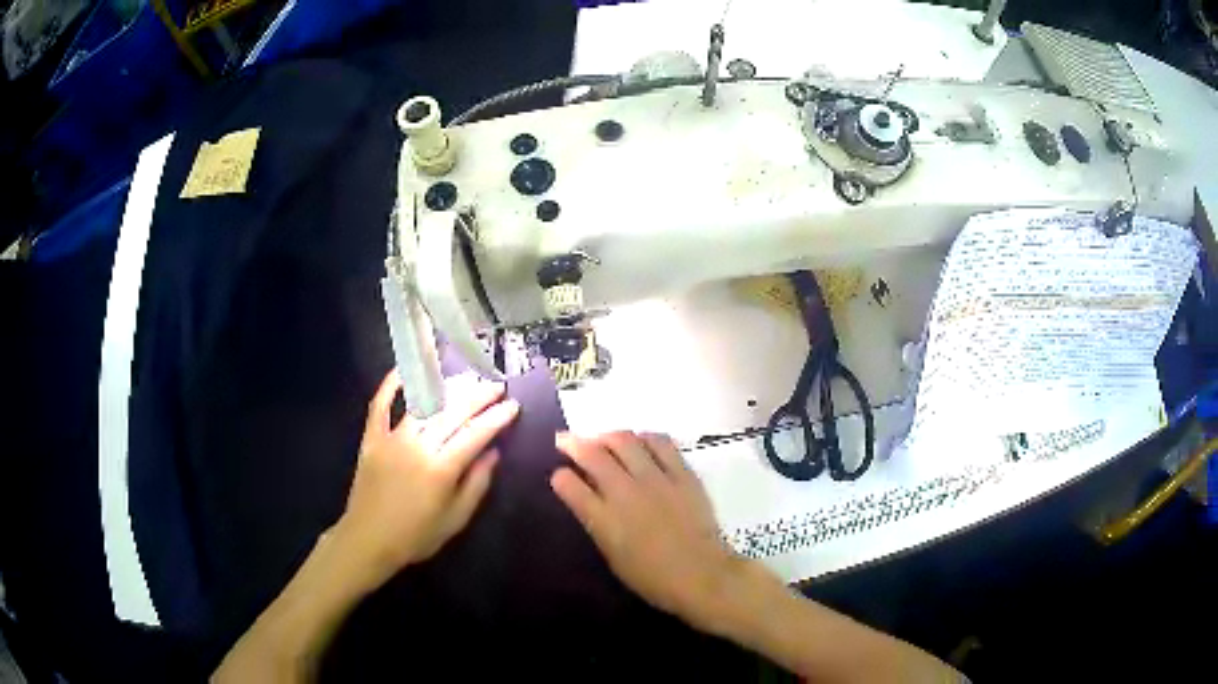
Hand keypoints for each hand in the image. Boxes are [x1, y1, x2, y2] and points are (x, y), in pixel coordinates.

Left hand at [333, 370, 519, 591]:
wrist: (368, 540)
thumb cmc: (416, 536)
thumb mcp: (455, 519)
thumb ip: (476, 484)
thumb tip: (493, 453)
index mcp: (440, 469)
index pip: (475, 434)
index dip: (497, 418)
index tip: (513, 405)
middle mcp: (417, 447)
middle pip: (452, 413)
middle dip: (478, 396)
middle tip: (496, 386)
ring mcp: (391, 439)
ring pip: (423, 405)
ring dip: (447, 389)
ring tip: (466, 379)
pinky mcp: (372, 439)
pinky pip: (379, 405)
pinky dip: (390, 386)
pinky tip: (404, 371)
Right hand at [551, 431, 747, 631]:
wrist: (701, 576)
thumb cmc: (652, 578)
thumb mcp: (612, 555)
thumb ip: (598, 523)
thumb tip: (591, 498)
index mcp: (603, 519)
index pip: (569, 484)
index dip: (560, 477)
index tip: (560, 474)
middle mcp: (624, 492)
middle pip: (592, 454)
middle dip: (573, 443)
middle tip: (566, 440)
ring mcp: (655, 479)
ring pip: (624, 440)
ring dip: (606, 436)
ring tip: (603, 440)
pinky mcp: (682, 474)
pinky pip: (660, 443)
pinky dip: (644, 438)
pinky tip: (641, 442)